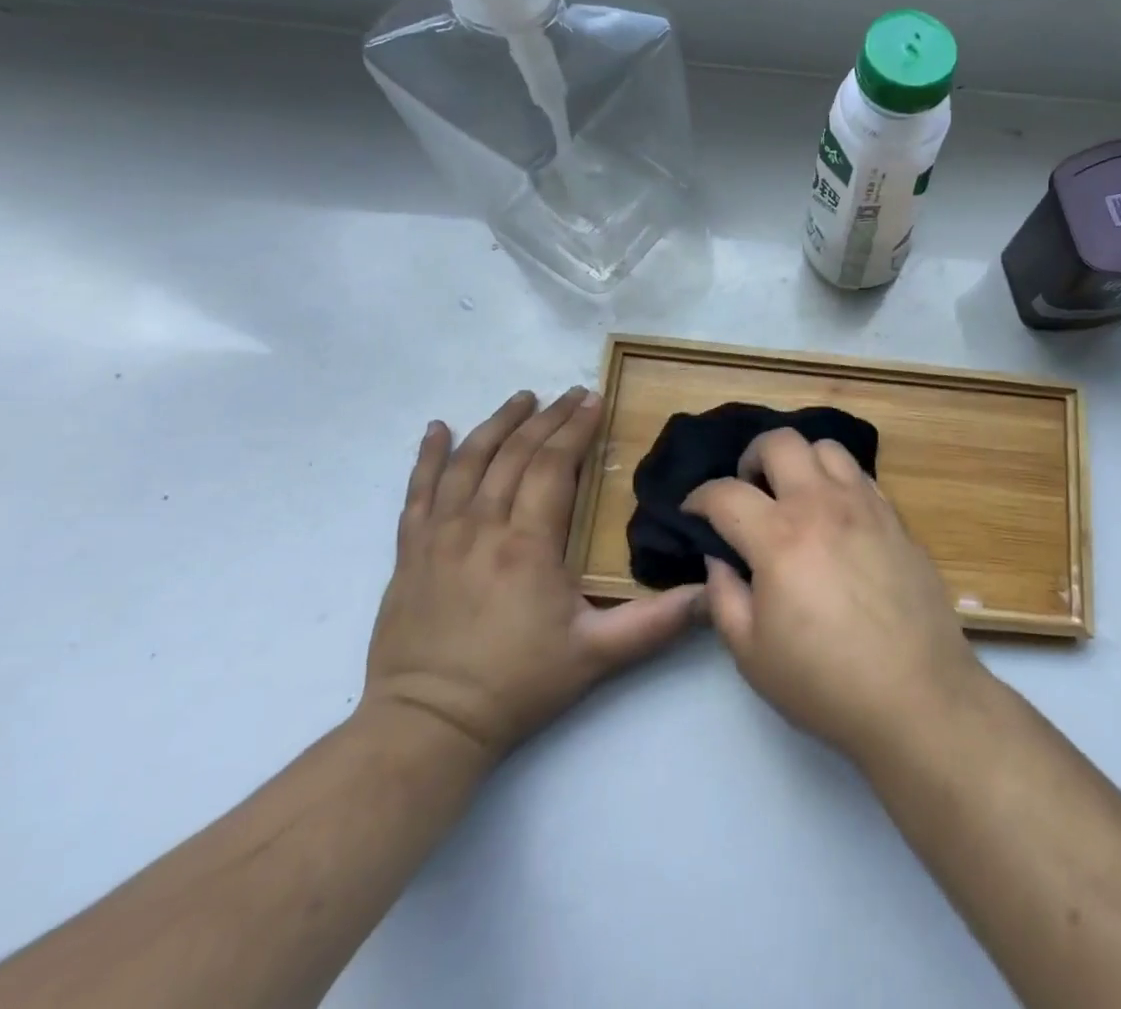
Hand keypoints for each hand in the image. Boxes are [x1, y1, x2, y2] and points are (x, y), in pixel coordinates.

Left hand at [363, 388, 703, 758]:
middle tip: (572, 394)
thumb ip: (657, 622)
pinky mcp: (409, 552)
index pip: (553, 466)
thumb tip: (711, 593)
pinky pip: (417, 491)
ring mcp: (439, 537)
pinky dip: (427, 456)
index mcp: (527, 544)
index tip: (594, 399)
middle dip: (547, 418)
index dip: (575, 429)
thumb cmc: (517, 685)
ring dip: (497, 424)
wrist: (425, 726)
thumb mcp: (597, 657)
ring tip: (522, 398)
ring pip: (468, 462)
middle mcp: (481, 527)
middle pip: (515, 454)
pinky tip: (436, 429)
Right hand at [685, 429, 986, 764]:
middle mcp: (821, 505)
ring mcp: (865, 505)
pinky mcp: (896, 518)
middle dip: (751, 457)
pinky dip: (837, 481)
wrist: (917, 695)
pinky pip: (861, 475)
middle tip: (748, 491)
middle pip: (780, 442)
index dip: (699, 498)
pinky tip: (835, 516)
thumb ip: (725, 597)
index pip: (725, 493)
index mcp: (779, 537)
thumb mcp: (752, 654)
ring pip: (826, 448)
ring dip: (800, 462)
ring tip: (794, 495)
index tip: (694, 513)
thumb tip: (720, 559)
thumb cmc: (825, 683)